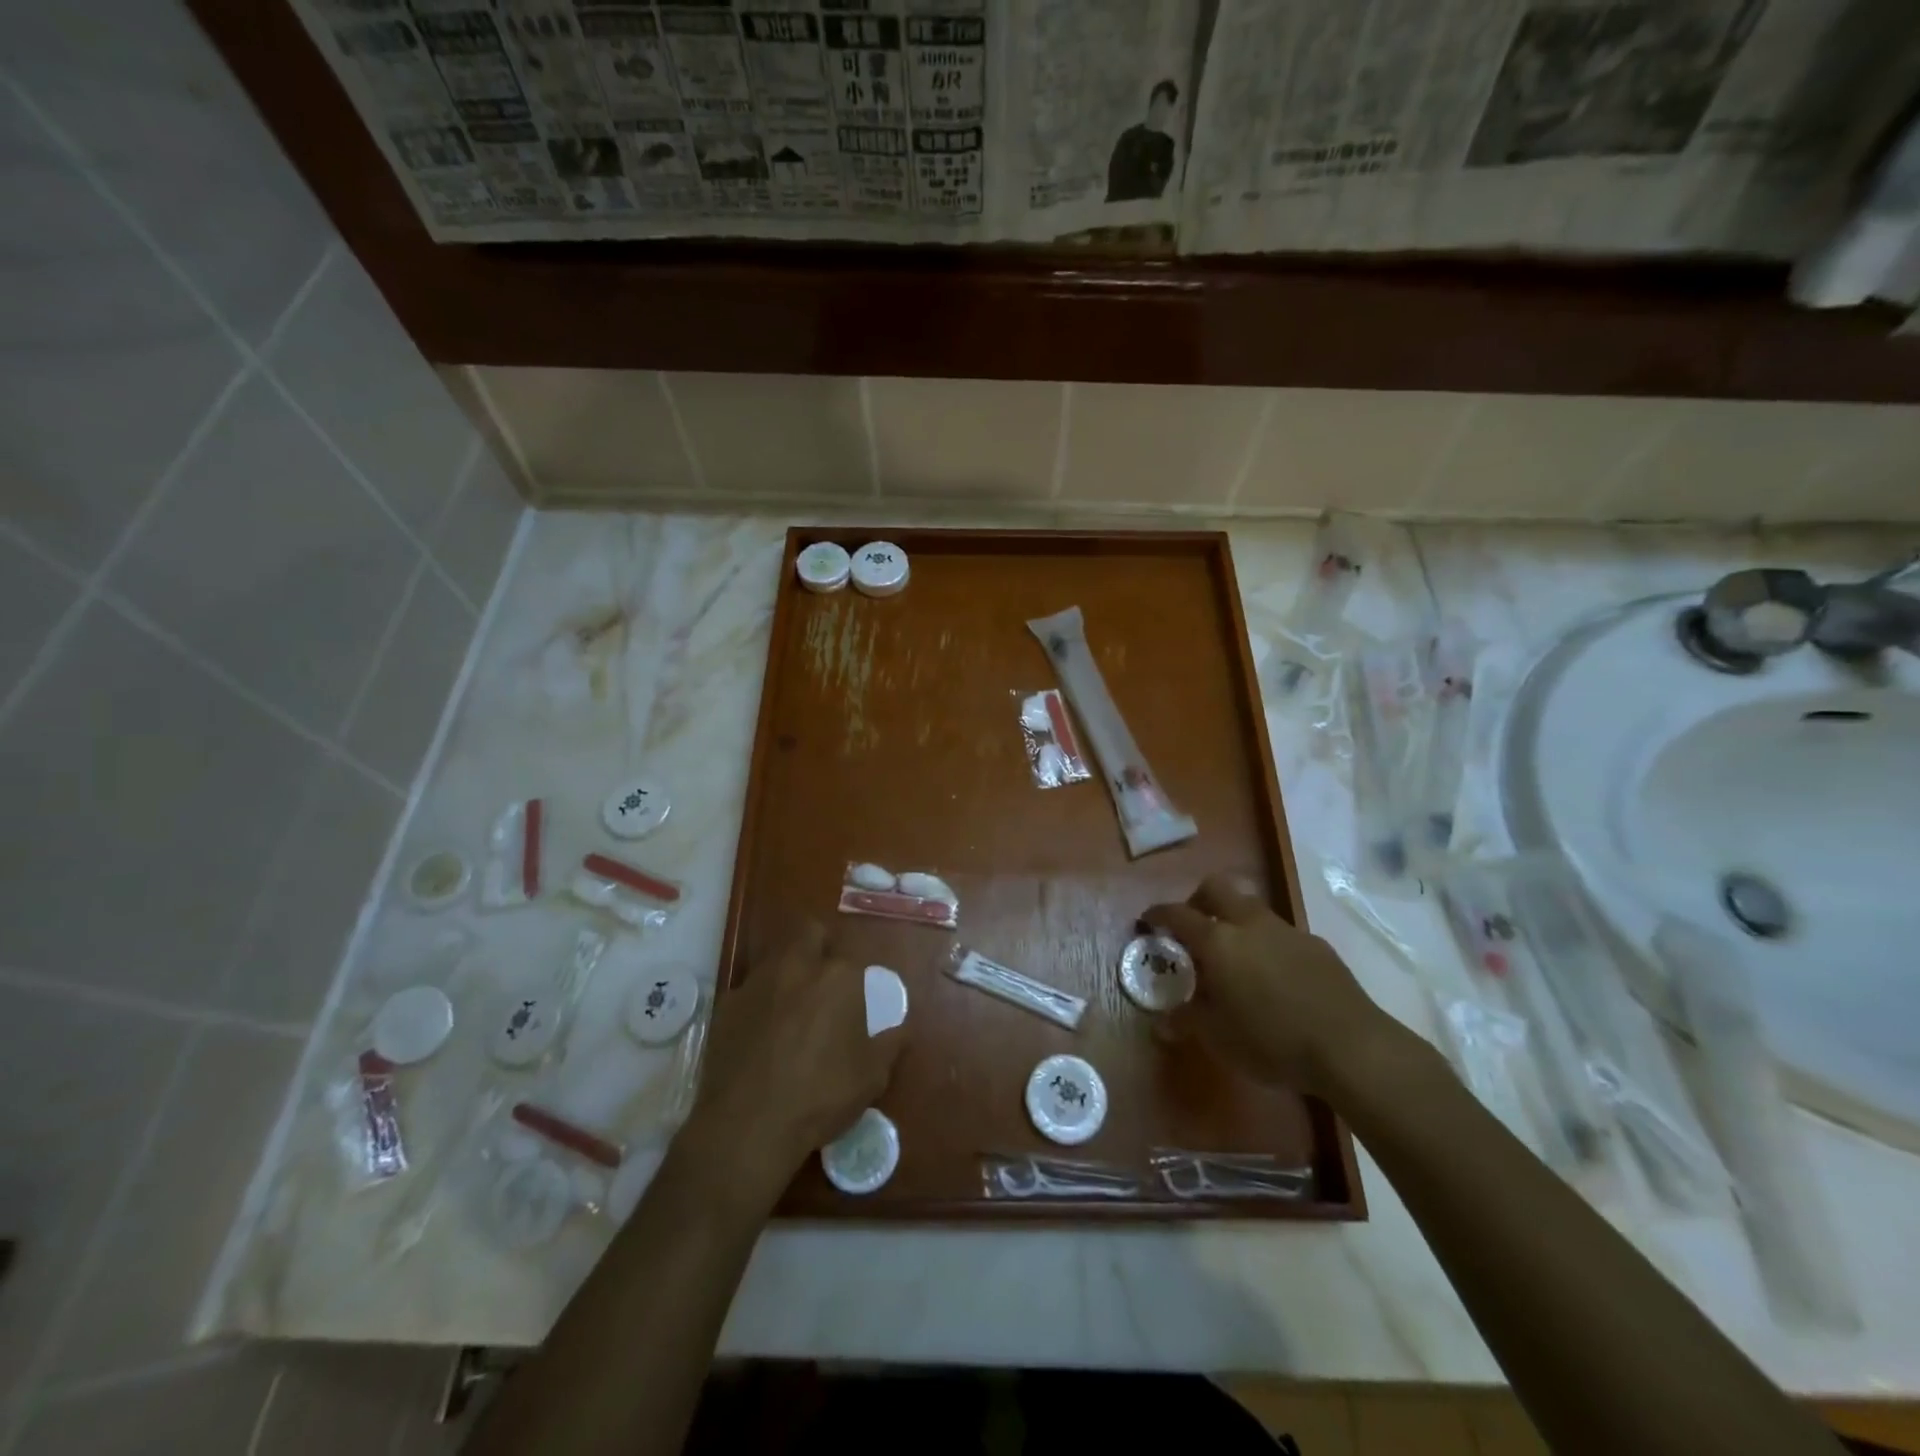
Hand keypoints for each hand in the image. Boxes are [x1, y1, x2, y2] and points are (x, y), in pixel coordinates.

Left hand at [688, 923, 905, 1197]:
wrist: (746, 1126)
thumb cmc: (819, 1096)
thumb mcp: (871, 1077)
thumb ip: (890, 1043)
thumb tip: (902, 1027)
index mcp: (838, 977)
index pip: (852, 957)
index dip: (856, 976)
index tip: (857, 999)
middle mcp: (796, 967)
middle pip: (809, 933)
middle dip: (819, 946)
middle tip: (825, 981)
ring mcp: (756, 983)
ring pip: (776, 958)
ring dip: (787, 972)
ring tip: (792, 1008)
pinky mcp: (725, 1005)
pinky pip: (749, 991)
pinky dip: (759, 1003)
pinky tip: (761, 1033)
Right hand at [1144, 873, 1410, 1099]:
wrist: (1351, 1048)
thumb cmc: (1272, 1041)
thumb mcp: (1219, 1038)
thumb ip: (1188, 1021)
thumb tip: (1162, 1022)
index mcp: (1218, 941)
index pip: (1177, 914)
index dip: (1158, 914)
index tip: (1147, 921)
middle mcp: (1250, 924)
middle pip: (1217, 888)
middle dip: (1199, 899)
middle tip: (1193, 927)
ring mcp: (1287, 931)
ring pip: (1252, 908)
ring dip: (1235, 921)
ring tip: (1235, 958)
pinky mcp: (1317, 946)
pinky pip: (1280, 933)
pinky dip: (1267, 944)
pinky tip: (1274, 979)